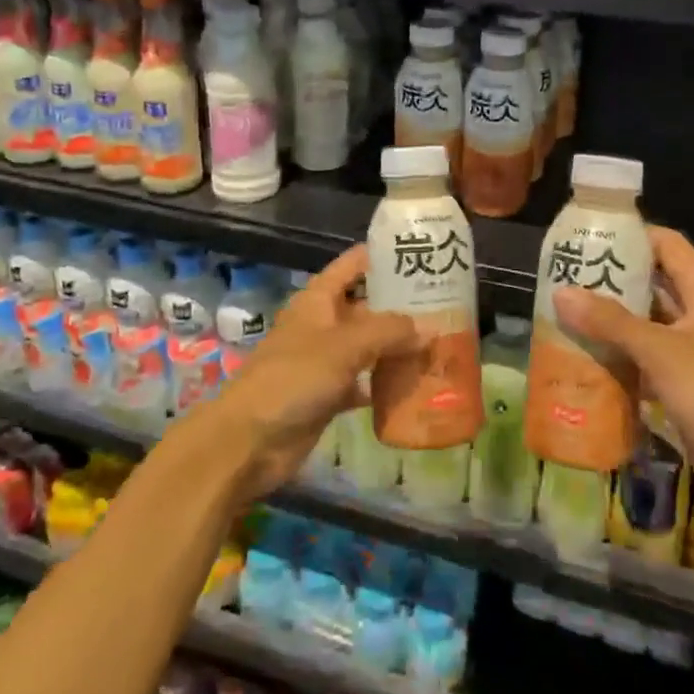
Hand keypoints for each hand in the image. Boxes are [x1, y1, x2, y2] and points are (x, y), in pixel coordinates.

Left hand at [185, 245, 416, 502]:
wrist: (248, 441)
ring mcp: (325, 361)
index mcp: (318, 299)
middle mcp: (323, 324)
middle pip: (367, 306)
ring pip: (368, 346)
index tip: (419, 253)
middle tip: (446, 305)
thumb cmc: (293, 378)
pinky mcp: (328, 395)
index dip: (382, 256)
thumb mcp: (344, 345)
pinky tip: (416, 385)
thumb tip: (430, 328)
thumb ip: (389, 332)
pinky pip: (364, 382)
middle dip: (401, 306)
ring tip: (439, 342)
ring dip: (397, 346)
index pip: (354, 264)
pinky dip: (385, 383)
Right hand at [553, 226, 693, 523]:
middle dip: (614, 281)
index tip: (592, 234)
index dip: (634, 234)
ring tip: (568, 315)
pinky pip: (647, 362)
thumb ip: (611, 322)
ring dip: (613, 323)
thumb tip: (561, 292)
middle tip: (568, 277)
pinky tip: (588, 360)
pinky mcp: (686, 388)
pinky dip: (621, 359)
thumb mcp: (662, 352)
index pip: (669, 246)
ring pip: (647, 326)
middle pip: (654, 285)